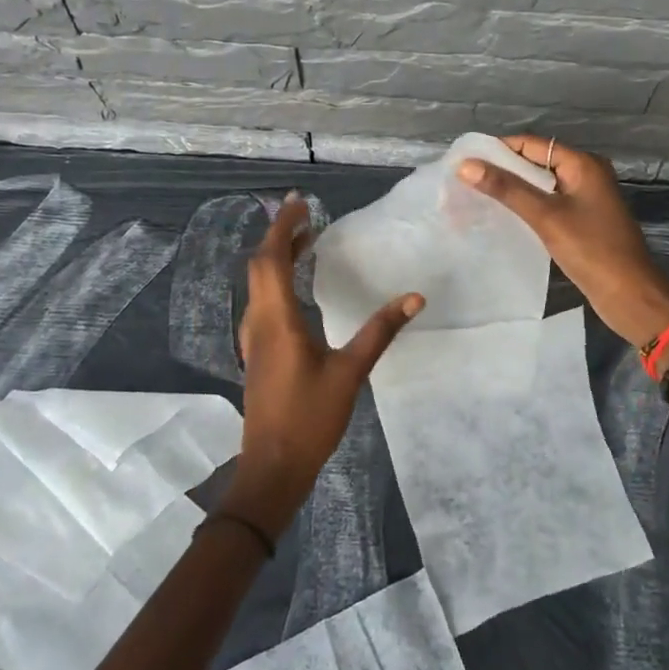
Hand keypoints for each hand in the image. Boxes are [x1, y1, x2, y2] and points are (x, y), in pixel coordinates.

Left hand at [226, 196, 423, 535]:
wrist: (272, 467)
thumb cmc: (310, 418)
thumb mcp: (350, 372)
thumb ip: (380, 331)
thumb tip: (414, 297)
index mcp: (278, 319)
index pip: (272, 258)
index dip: (283, 226)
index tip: (299, 202)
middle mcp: (259, 322)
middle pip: (260, 266)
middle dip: (279, 236)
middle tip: (305, 215)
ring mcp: (254, 339)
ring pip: (258, 285)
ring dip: (277, 258)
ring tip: (305, 243)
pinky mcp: (258, 354)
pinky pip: (263, 302)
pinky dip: (276, 281)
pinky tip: (298, 290)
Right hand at [458, 135, 668, 347]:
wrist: (630, 295)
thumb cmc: (591, 250)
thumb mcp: (546, 216)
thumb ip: (507, 189)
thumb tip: (466, 165)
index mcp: (583, 164)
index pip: (532, 144)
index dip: (498, 149)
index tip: (465, 160)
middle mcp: (586, 174)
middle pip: (536, 163)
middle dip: (502, 170)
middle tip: (464, 180)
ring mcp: (586, 199)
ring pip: (541, 185)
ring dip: (513, 190)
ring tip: (476, 197)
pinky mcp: (583, 221)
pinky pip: (549, 204)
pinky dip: (527, 207)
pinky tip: (504, 217)